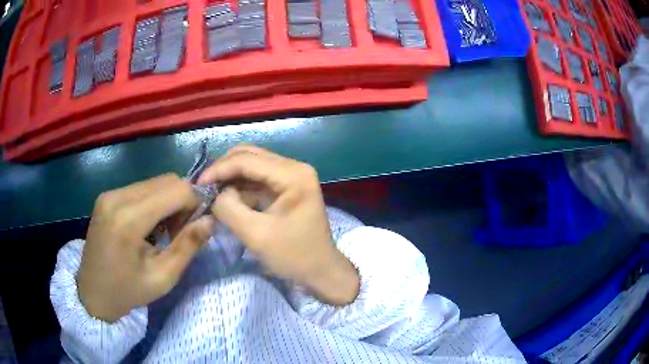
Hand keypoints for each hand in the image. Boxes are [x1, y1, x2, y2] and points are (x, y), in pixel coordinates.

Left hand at [77, 174, 214, 322]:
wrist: (92, 293)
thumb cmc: (128, 291)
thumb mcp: (163, 278)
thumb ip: (188, 246)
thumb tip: (211, 219)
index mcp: (129, 219)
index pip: (176, 190)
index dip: (195, 202)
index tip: (197, 225)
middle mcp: (117, 197)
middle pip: (166, 181)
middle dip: (183, 200)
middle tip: (181, 230)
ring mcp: (110, 194)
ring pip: (154, 182)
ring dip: (168, 201)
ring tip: (164, 230)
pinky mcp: (107, 196)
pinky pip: (140, 188)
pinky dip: (154, 201)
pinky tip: (149, 225)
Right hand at [199, 145, 359, 305]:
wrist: (321, 272)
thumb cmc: (294, 256)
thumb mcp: (257, 235)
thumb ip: (230, 208)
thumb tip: (216, 193)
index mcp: (293, 174)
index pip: (247, 160)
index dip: (219, 169)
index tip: (197, 185)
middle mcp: (293, 168)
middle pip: (249, 156)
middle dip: (223, 169)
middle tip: (203, 187)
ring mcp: (291, 177)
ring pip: (251, 166)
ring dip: (230, 177)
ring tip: (210, 192)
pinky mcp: (286, 188)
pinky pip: (257, 180)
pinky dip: (239, 187)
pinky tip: (225, 198)